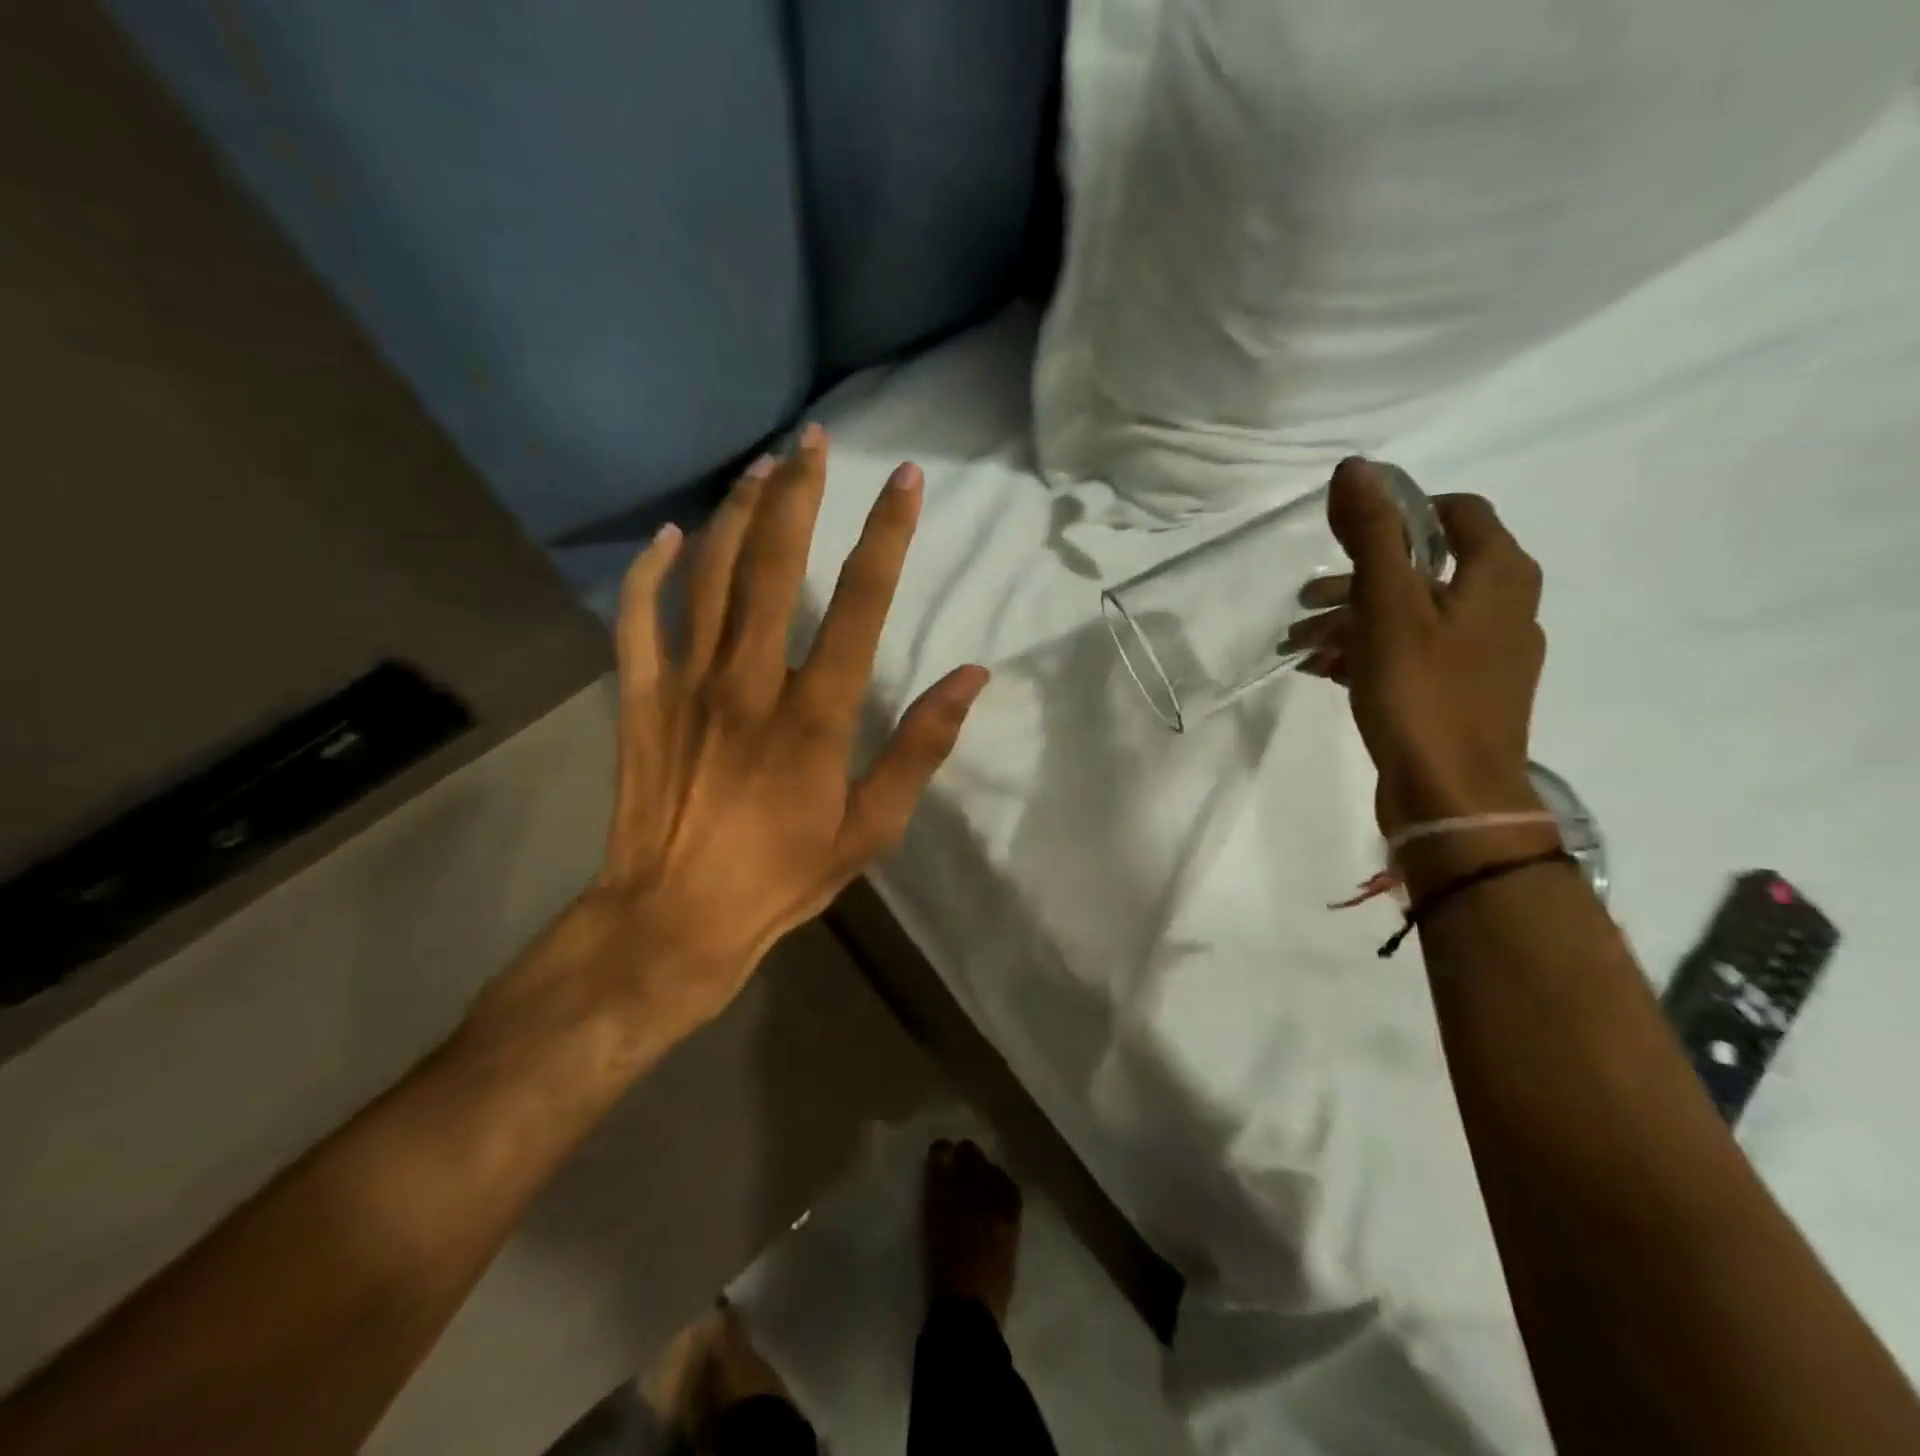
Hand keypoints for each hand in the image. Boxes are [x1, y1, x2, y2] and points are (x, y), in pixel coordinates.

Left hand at [579, 427, 987, 1035]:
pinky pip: (639, 619)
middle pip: (776, 565)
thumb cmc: (783, 876)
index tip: (906, 480)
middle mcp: (749, 681)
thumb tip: (971, 677)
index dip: (887, 535)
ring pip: (710, 575)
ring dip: (738, 514)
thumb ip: (920, 747)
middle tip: (816, 439)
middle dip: (800, 493)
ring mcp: (686, 684)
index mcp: (814, 714)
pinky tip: (669, 536)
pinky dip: (651, 572)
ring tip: (762, 466)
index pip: (861, 603)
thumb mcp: (871, 828)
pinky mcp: (640, 699)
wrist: (675, 918)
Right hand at [1320, 457, 1546, 834]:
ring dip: (1352, 620)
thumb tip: (1355, 467)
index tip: (1344, 535)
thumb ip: (1374, 535)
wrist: (1453, 796)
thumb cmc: (1422, 692)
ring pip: (1412, 614)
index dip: (1399, 511)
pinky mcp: (1460, 692)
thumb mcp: (1390, 606)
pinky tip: (1322, 670)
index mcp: (1500, 574)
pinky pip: (1410, 654)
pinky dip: (1367, 652)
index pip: (1456, 511)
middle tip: (1306, 599)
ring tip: (1299, 642)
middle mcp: (1503, 606)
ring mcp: (1483, 654)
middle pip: (1426, 567)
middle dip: (1357, 578)